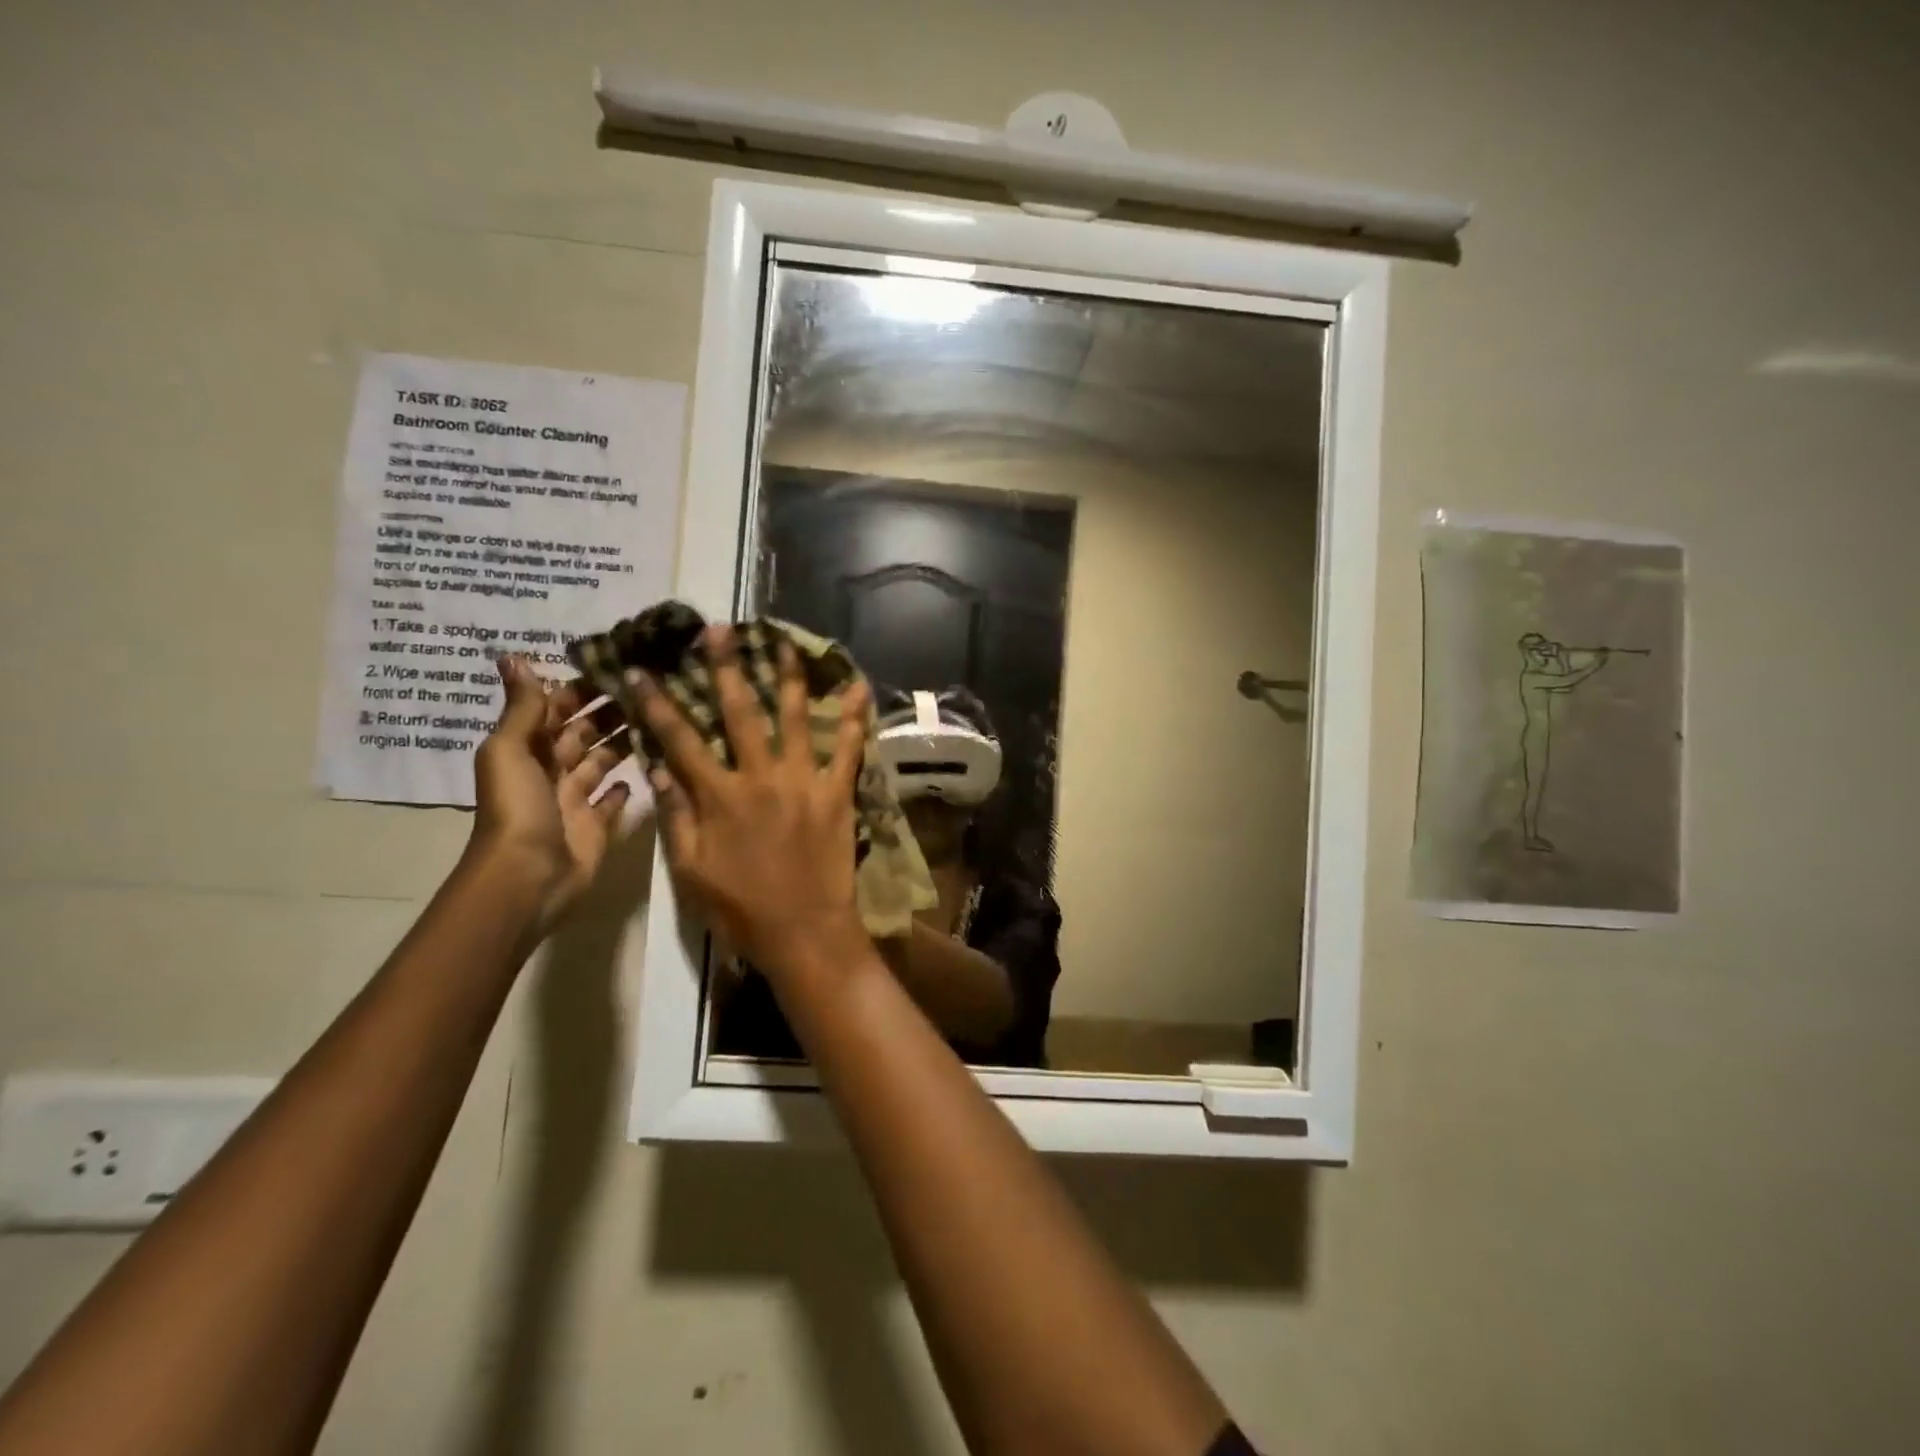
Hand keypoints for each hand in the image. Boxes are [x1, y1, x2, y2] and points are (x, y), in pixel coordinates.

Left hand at [469, 655, 631, 927]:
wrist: (528, 875)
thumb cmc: (518, 807)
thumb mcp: (510, 750)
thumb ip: (522, 708)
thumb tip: (512, 655)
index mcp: (528, 749)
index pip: (557, 709)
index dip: (581, 688)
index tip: (617, 666)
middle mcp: (552, 770)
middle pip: (584, 733)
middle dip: (610, 711)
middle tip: (650, 688)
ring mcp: (575, 800)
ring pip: (603, 761)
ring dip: (624, 741)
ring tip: (659, 718)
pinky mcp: (597, 825)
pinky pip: (614, 800)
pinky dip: (626, 786)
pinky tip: (650, 767)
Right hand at [640, 626, 870, 982]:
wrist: (804, 933)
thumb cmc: (741, 909)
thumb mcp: (691, 871)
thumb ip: (676, 817)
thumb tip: (658, 767)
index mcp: (719, 797)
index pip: (680, 740)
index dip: (657, 704)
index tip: (641, 670)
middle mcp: (760, 778)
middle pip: (740, 713)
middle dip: (728, 667)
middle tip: (720, 629)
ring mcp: (803, 782)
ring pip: (795, 719)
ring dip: (789, 677)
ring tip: (785, 642)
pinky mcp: (837, 794)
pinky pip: (849, 749)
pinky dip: (855, 718)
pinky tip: (859, 686)